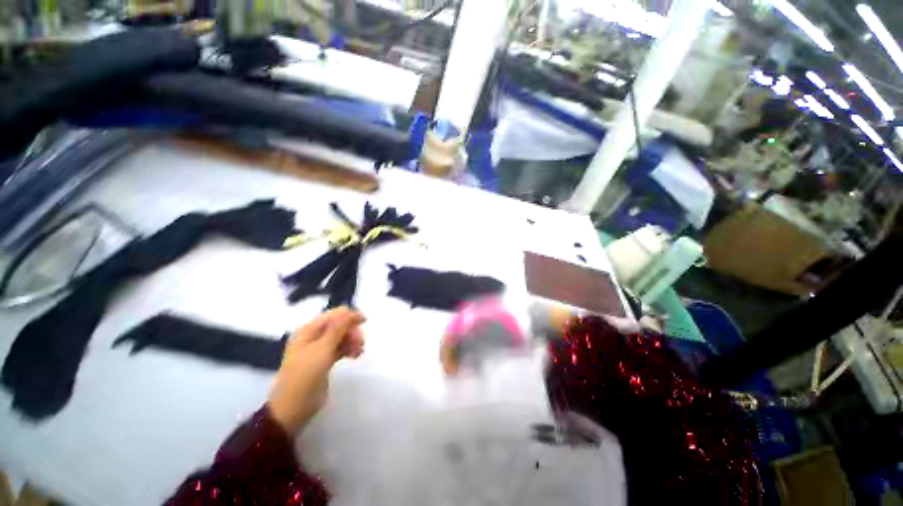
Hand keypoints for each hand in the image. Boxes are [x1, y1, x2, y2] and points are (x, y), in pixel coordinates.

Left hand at [268, 307, 364, 433]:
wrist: (292, 409)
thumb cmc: (305, 376)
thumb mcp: (322, 349)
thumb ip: (338, 328)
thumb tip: (350, 310)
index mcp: (308, 330)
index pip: (334, 314)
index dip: (349, 316)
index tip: (364, 323)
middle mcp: (313, 337)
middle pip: (339, 325)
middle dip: (351, 331)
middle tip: (360, 343)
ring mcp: (319, 349)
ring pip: (341, 336)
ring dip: (352, 340)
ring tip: (359, 351)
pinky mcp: (324, 361)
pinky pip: (340, 348)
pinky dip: (349, 349)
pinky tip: (356, 355)